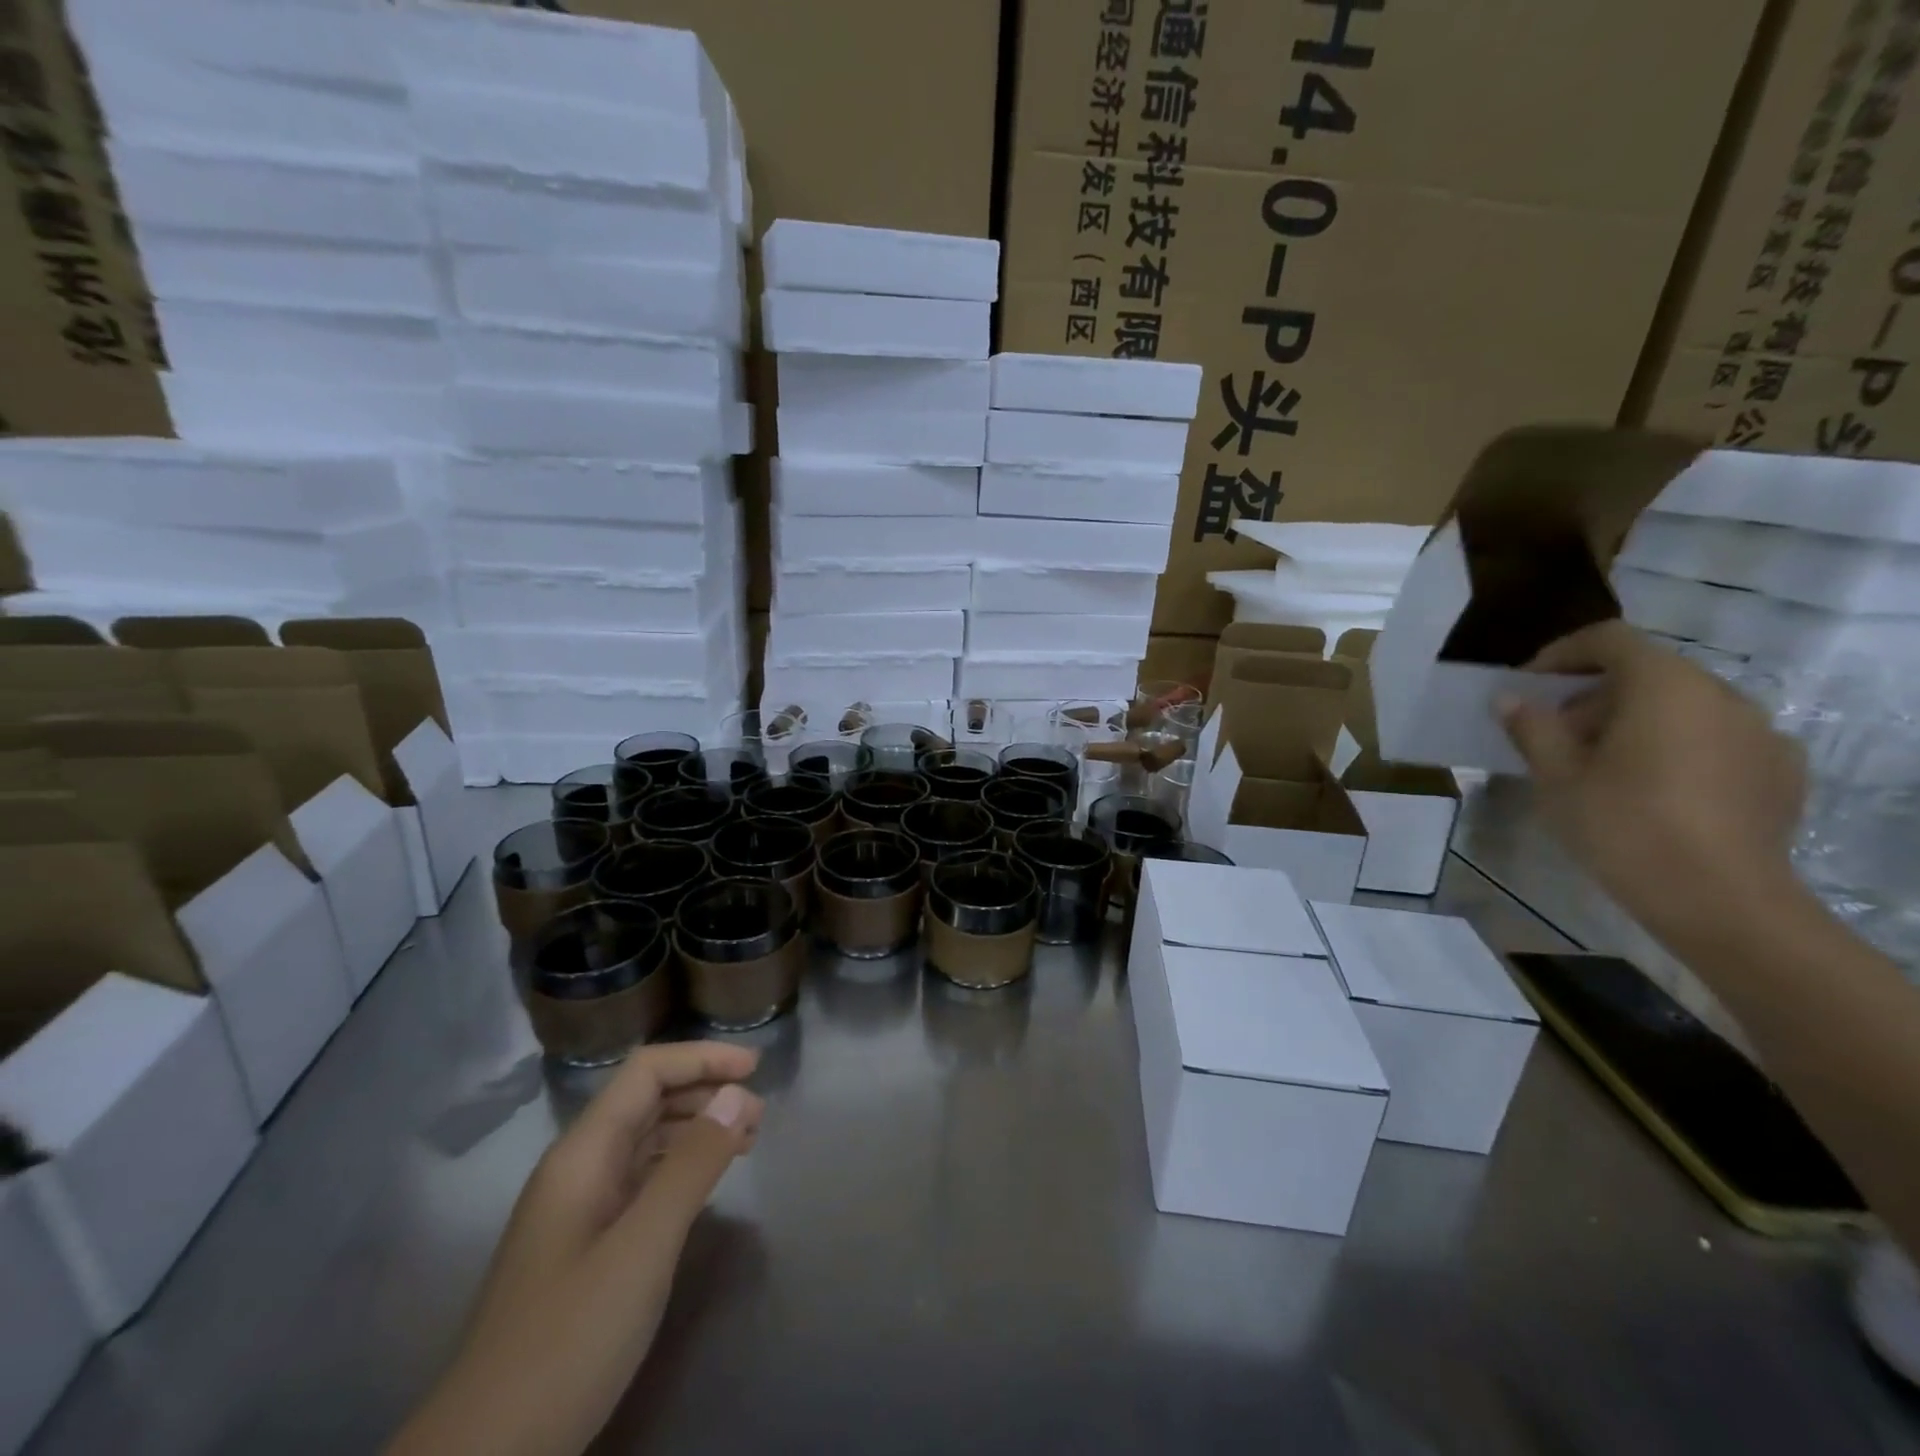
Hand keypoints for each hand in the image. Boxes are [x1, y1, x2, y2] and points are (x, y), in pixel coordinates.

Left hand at [388, 1043, 763, 1455]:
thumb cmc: (567, 1339)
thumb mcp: (642, 1247)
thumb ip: (692, 1165)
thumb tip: (737, 1095)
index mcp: (582, 1154)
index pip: (645, 1073)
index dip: (701, 1059)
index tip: (756, 1069)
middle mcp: (577, 1169)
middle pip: (645, 1100)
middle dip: (704, 1090)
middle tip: (759, 1113)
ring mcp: (578, 1210)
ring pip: (644, 1140)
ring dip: (696, 1127)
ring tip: (745, 1140)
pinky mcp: (585, 1247)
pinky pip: (640, 1181)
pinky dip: (680, 1167)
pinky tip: (705, 1185)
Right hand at [1498, 621, 1809, 950]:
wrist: (1720, 899)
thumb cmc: (1623, 825)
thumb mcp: (1557, 775)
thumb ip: (1532, 727)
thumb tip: (1510, 699)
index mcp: (1665, 686)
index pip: (1609, 640)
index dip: (1560, 655)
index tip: (1528, 689)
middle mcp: (1721, 694)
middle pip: (1647, 672)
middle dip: (1593, 696)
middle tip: (1554, 735)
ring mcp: (1760, 732)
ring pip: (1682, 706)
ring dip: (1634, 721)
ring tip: (1600, 766)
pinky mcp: (1779, 770)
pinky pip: (1716, 738)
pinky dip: (1676, 746)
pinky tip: (1653, 789)